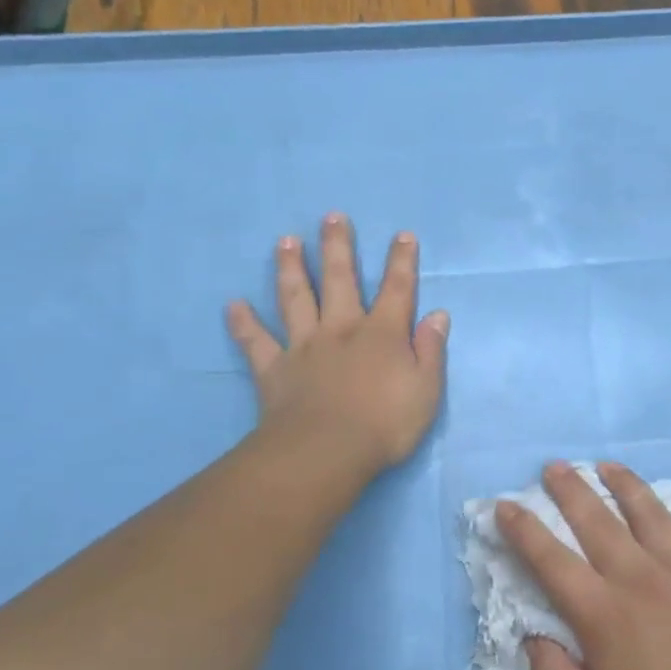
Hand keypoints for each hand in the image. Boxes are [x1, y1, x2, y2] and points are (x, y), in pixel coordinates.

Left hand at [226, 212, 448, 475]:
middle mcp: (342, 330)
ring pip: (296, 299)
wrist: (327, 452)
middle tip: (332, 217)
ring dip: (291, 269)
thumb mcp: (426, 390)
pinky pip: (256, 342)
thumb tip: (438, 315)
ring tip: (285, 242)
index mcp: (382, 335)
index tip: (402, 235)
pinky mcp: (275, 369)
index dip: (402, 261)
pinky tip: (233, 305)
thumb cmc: (385, 424)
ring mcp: (304, 347)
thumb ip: (431, 350)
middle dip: (338, 247)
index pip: (397, 290)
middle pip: (340, 280)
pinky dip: (243, 324)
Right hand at [498, 461, 670, 669]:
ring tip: (608, 465)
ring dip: (625, 483)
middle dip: (570, 489)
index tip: (506, 506)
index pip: (551, 560)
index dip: (524, 530)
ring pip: (649, 510)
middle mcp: (639, 576)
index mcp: (603, 612)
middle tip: (555, 467)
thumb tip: (532, 638)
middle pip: (597, 520)